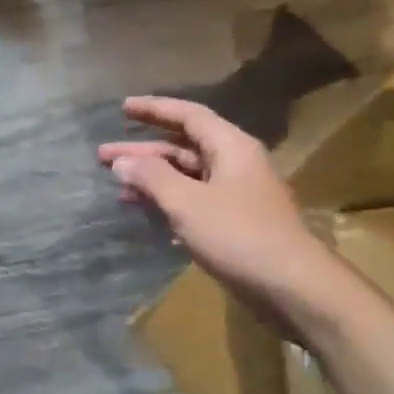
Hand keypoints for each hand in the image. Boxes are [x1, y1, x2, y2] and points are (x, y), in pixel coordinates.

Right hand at [98, 97, 345, 327]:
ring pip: (186, 177)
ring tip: (116, 186)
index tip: (123, 108)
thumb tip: (122, 162)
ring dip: (152, 179)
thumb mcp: (187, 203)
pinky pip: (193, 201)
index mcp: (230, 147)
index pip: (188, 116)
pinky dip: (167, 202)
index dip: (154, 110)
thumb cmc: (238, 235)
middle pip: (182, 148)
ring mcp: (236, 195)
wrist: (291, 285)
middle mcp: (235, 164)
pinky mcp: (234, 223)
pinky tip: (144, 212)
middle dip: (143, 151)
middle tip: (103, 156)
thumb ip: (152, 178)